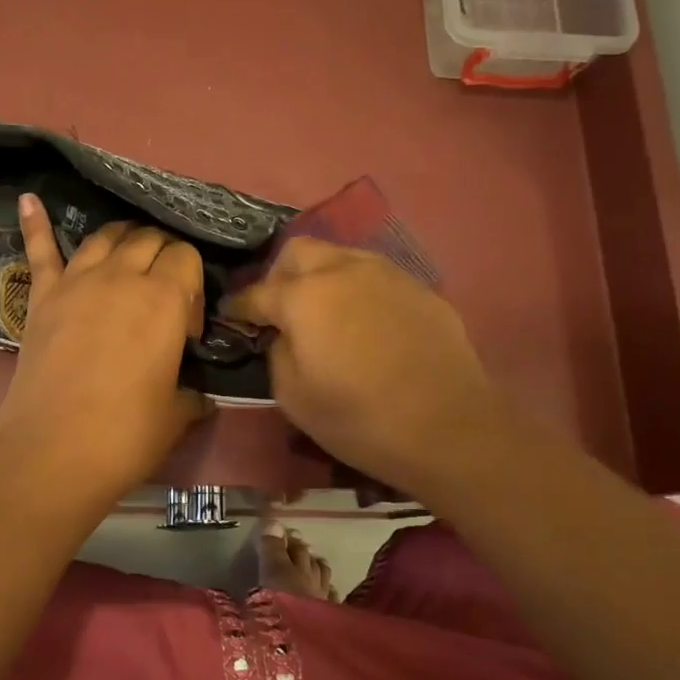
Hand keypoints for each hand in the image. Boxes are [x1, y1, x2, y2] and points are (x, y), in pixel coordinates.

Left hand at [0, 195, 212, 499]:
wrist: (52, 454)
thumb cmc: (125, 436)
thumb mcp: (176, 415)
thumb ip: (192, 395)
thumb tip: (199, 395)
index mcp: (165, 299)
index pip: (187, 258)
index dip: (194, 285)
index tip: (188, 328)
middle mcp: (122, 277)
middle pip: (149, 239)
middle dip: (164, 256)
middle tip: (164, 291)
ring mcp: (76, 282)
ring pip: (106, 236)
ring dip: (123, 238)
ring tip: (130, 252)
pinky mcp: (42, 296)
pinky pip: (40, 250)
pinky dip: (35, 223)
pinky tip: (29, 199)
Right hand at [224, 238, 512, 502]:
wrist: (448, 427)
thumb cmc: (359, 418)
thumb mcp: (293, 397)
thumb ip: (277, 353)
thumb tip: (283, 335)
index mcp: (303, 296)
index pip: (257, 292)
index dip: (239, 306)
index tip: (231, 316)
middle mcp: (343, 270)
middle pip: (298, 251)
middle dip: (280, 274)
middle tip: (281, 309)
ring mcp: (387, 274)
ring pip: (341, 256)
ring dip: (322, 276)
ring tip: (325, 312)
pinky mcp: (420, 289)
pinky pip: (376, 277)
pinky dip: (359, 291)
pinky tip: (367, 325)